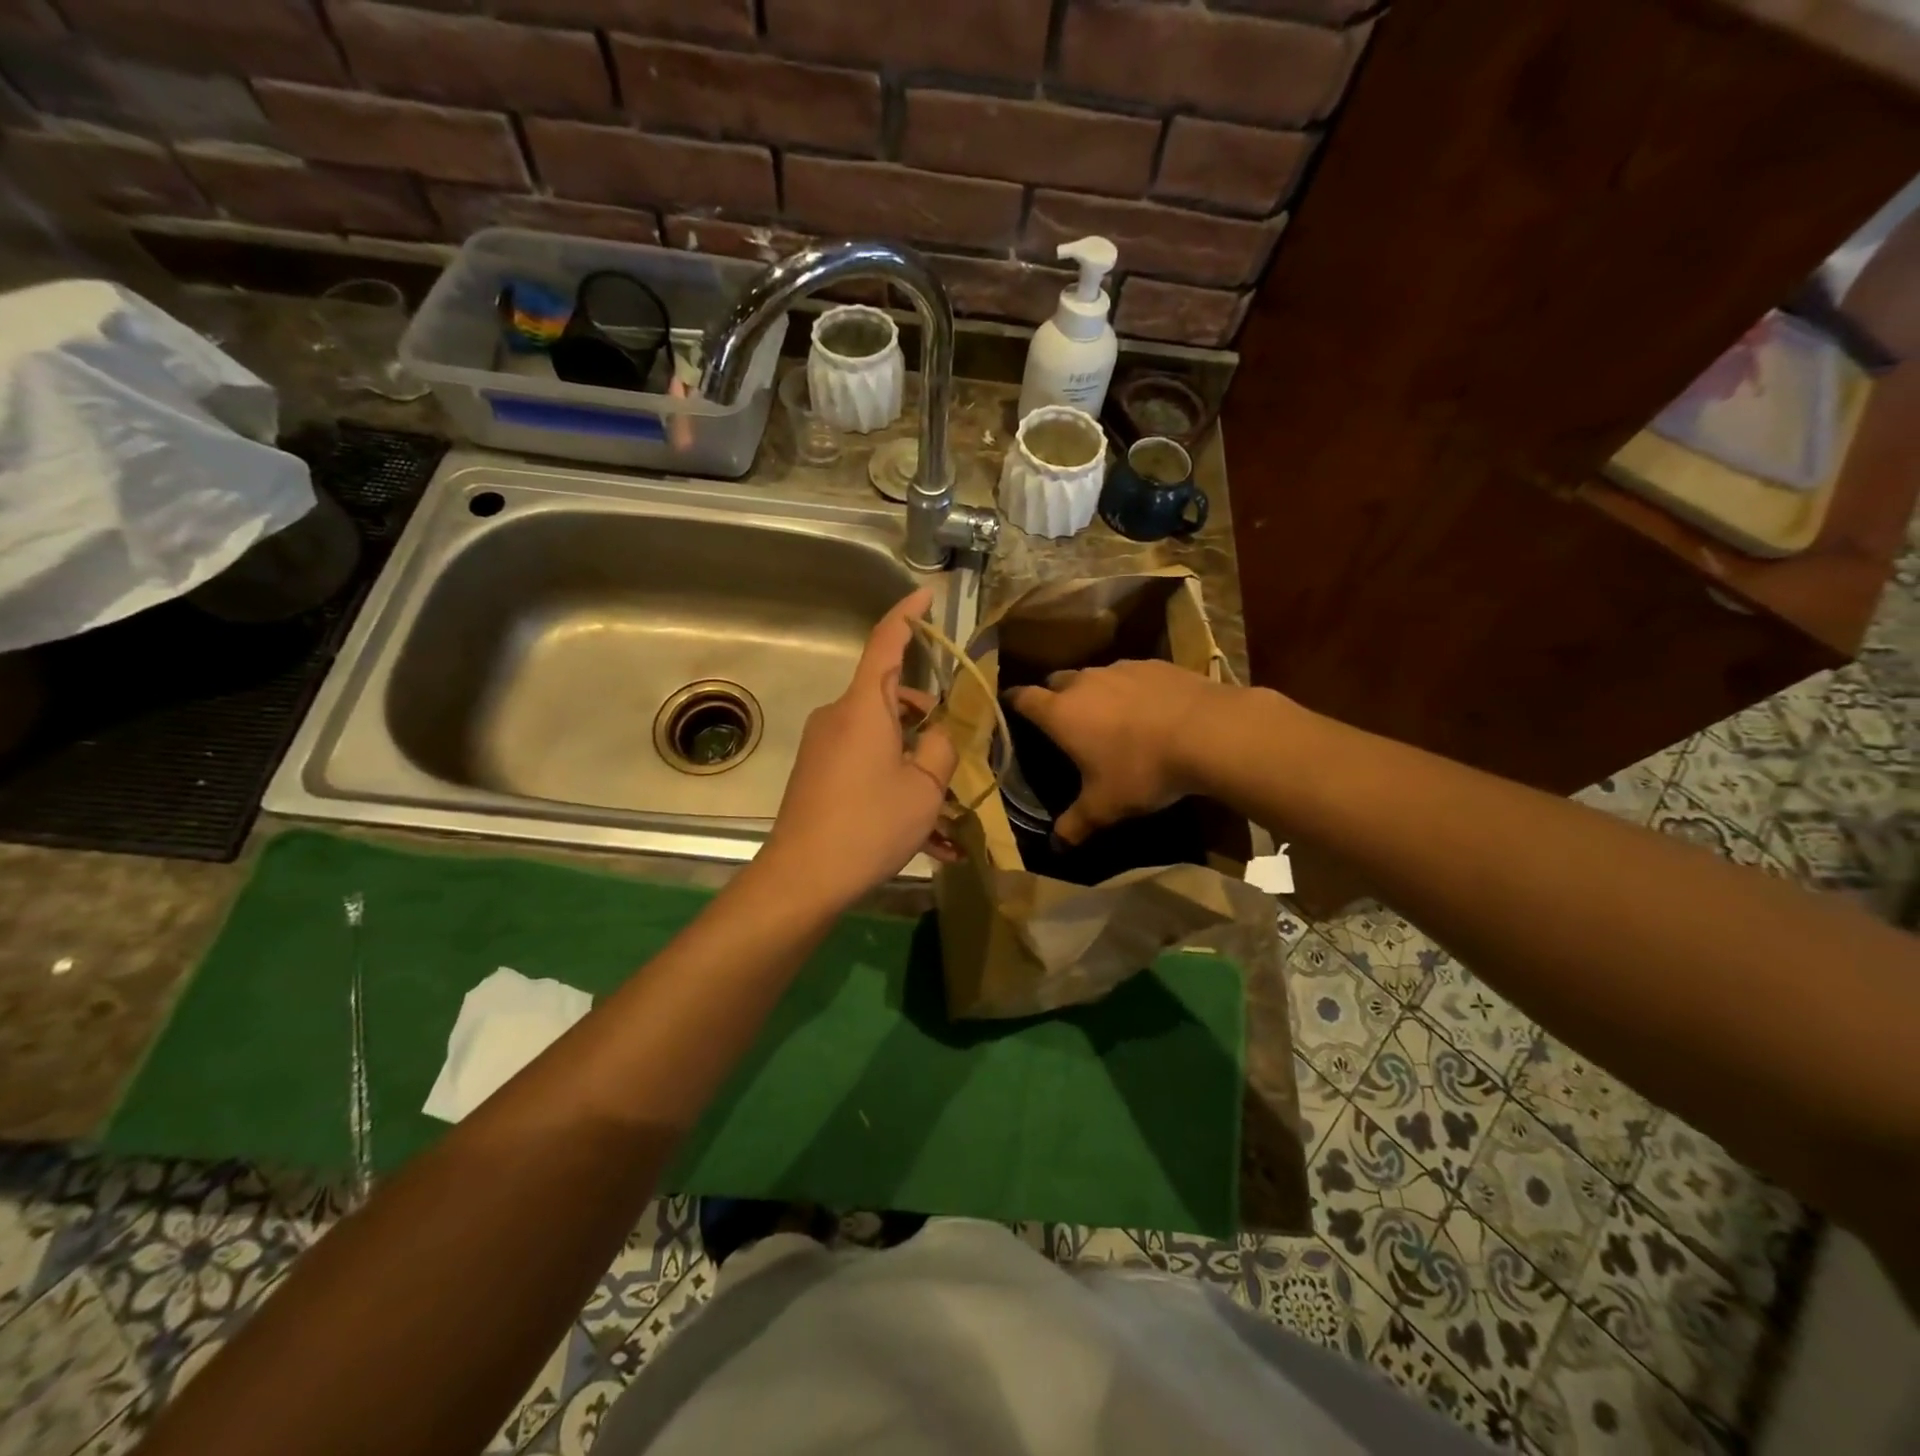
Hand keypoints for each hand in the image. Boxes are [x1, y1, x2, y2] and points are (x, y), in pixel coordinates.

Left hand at [759, 588, 958, 907]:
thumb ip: (940, 747)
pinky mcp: (817, 774)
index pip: (886, 642)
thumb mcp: (924, 786)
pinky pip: (865, 765)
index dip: (908, 615)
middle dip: (926, 717)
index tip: (925, 594)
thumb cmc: (870, 823)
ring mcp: (824, 746)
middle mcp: (839, 717)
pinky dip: (894, 783)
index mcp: (865, 706)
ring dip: (914, 761)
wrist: (803, 877)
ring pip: (881, 738)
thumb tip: (937, 733)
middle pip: (890, 697)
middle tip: (955, 751)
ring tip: (947, 812)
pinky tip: (924, 836)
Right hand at [1005, 659, 1240, 844]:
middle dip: (1053, 696)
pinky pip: (1130, 674)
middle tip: (1063, 720)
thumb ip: (1076, 824)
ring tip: (1109, 716)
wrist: (1208, 732)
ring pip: (1095, 676)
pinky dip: (1130, 689)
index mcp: (1061, 713)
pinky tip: (1148, 709)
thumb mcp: (1106, 805)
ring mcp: (1121, 668)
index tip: (1009, 707)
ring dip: (1094, 692)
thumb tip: (1056, 846)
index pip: (1023, 698)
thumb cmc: (1142, 769)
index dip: (1013, 702)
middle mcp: (1084, 682)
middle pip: (1056, 681)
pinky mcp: (1154, 664)